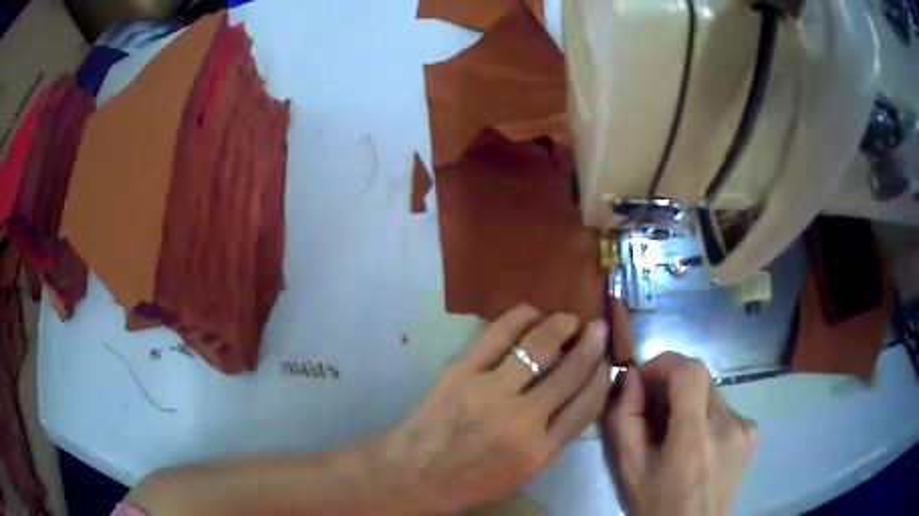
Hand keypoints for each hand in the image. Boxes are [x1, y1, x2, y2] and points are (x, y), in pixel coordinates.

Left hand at [383, 305, 611, 514]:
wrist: (413, 473)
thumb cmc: (468, 481)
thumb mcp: (521, 472)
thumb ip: (551, 438)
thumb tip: (573, 396)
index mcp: (539, 451)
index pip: (586, 405)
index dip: (602, 376)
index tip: (606, 360)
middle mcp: (522, 419)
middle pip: (571, 370)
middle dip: (591, 344)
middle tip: (598, 329)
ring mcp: (490, 391)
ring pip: (538, 345)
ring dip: (560, 324)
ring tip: (567, 319)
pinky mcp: (461, 371)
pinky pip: (498, 334)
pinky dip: (521, 318)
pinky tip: (531, 314)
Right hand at [606, 352, 758, 515]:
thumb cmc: (657, 505)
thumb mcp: (629, 469)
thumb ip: (625, 420)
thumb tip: (633, 378)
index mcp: (695, 441)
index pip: (689, 372)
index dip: (665, 363)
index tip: (645, 377)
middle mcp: (728, 427)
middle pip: (701, 376)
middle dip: (673, 381)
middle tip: (655, 406)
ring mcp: (745, 428)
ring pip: (712, 390)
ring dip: (690, 399)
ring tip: (677, 429)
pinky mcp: (753, 431)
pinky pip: (725, 406)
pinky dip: (707, 413)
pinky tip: (700, 441)